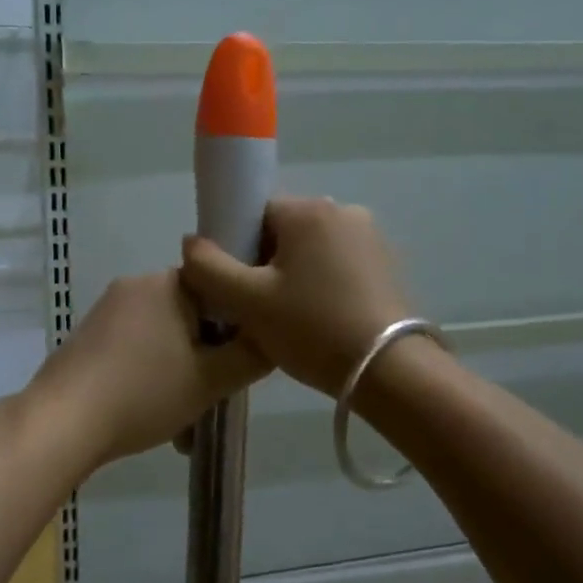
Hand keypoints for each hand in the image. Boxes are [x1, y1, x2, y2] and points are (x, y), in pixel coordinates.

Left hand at [25, 269, 269, 471]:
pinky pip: (134, 348)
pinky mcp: (88, 335)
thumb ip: (251, 355)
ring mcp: (107, 309)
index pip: (220, 288)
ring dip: (180, 372)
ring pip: (163, 337)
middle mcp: (137, 284)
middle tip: (212, 398)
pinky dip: (149, 375)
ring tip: (183, 424)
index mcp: (169, 283)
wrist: (63, 421)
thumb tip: (270, 336)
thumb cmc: (144, 393)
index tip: (239, 361)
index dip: (237, 324)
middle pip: (192, 315)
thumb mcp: (212, 380)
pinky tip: (150, 415)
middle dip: (206, 356)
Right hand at [182, 196, 411, 397]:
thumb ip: (207, 267)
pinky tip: (321, 321)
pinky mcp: (387, 265)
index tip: (239, 289)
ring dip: (293, 277)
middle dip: (265, 265)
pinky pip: (337, 266)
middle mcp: (343, 211)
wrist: (390, 372)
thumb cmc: (313, 329)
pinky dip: (322, 286)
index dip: (237, 251)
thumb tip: (192, 242)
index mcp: (309, 210)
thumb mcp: (247, 302)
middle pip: (282, 232)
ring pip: (310, 251)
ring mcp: (371, 238)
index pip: (254, 215)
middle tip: (261, 310)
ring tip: (291, 321)